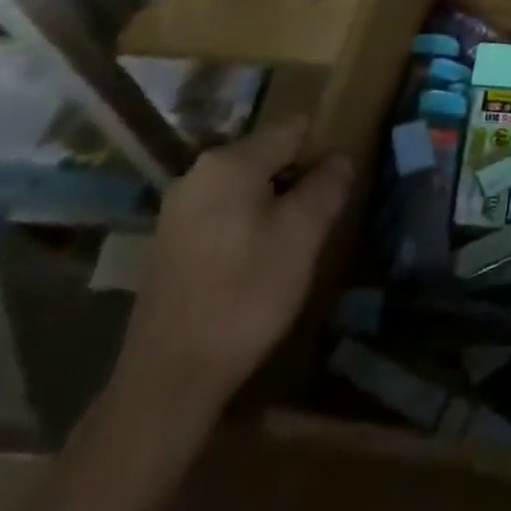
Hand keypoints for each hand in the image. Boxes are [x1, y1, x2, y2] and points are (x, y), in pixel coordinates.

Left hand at [113, 116, 353, 424]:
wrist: (169, 380)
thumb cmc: (245, 294)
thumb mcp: (303, 235)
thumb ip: (327, 186)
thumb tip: (340, 158)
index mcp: (229, 162)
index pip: (293, 130)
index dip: (323, 147)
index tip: (342, 178)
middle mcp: (197, 175)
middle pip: (266, 157)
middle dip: (298, 178)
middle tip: (323, 213)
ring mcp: (177, 211)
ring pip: (245, 188)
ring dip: (274, 204)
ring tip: (297, 239)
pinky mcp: (169, 245)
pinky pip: (223, 214)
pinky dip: (248, 225)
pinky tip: (259, 261)